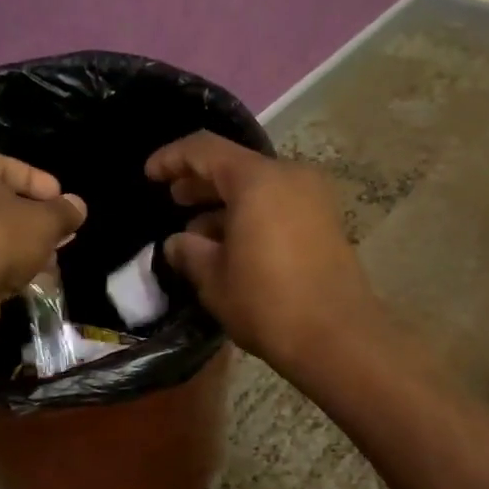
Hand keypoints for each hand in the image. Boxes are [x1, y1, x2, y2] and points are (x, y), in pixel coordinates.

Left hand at [0, 154, 85, 338]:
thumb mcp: (45, 223)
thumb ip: (64, 211)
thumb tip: (77, 205)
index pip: (11, 166)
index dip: (43, 184)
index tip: (65, 205)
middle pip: (0, 200)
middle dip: (34, 218)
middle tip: (60, 234)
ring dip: (20, 244)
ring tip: (48, 261)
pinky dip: (0, 263)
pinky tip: (24, 278)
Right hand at [145, 131, 381, 375]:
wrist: (339, 339)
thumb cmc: (268, 304)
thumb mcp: (215, 280)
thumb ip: (189, 252)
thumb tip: (177, 243)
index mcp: (258, 180)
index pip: (205, 150)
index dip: (171, 158)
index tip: (149, 175)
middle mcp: (291, 177)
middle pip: (236, 166)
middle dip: (201, 183)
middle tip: (174, 201)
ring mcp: (314, 198)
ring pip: (259, 188)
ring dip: (226, 204)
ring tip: (198, 235)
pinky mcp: (326, 222)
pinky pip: (280, 205)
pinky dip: (253, 215)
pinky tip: (232, 246)